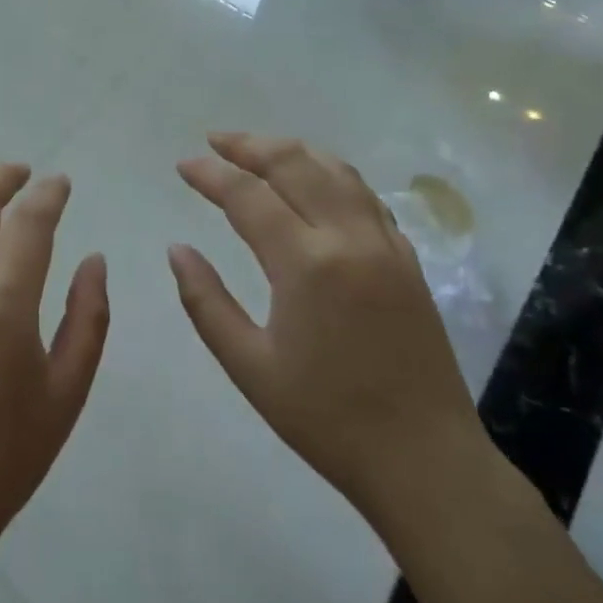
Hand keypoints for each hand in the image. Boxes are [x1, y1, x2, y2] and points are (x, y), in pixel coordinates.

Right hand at [168, 133, 487, 515]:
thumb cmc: (326, 419)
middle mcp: (349, 239)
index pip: (248, 196)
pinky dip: (331, 176)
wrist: (425, 461)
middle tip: (215, 141)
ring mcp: (386, 246)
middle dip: (250, 145)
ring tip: (258, 149)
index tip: (183, 164)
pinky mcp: (408, 261)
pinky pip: (365, 197)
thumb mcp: (249, 366)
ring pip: (337, 171)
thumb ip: (205, 301)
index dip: (211, 174)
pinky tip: (315, 184)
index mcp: (306, 264)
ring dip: (293, 151)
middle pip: (296, 164)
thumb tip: (177, 249)